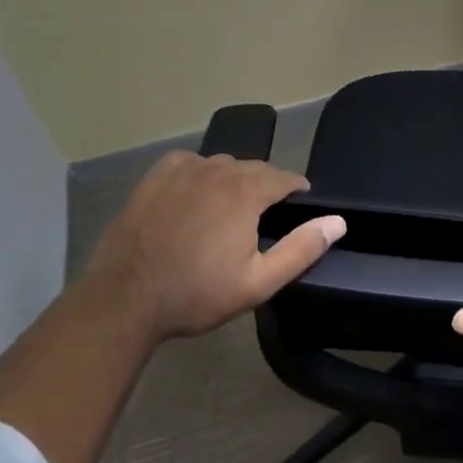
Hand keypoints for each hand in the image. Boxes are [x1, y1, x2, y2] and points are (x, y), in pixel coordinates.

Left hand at [84, 151, 344, 343]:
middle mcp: (219, 169)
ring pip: (223, 164)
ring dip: (233, 180)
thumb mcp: (258, 282)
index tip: (299, 206)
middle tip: (263, 216)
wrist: (124, 299)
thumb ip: (301, 249)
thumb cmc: (196, 294)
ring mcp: (184, 170)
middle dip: (266, 186)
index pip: (286, 177)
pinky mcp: (156, 176)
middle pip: (255, 168)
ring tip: (229, 208)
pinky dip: (199, 173)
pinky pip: (190, 163)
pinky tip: (195, 194)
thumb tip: (338, 221)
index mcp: (247, 191)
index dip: (297, 190)